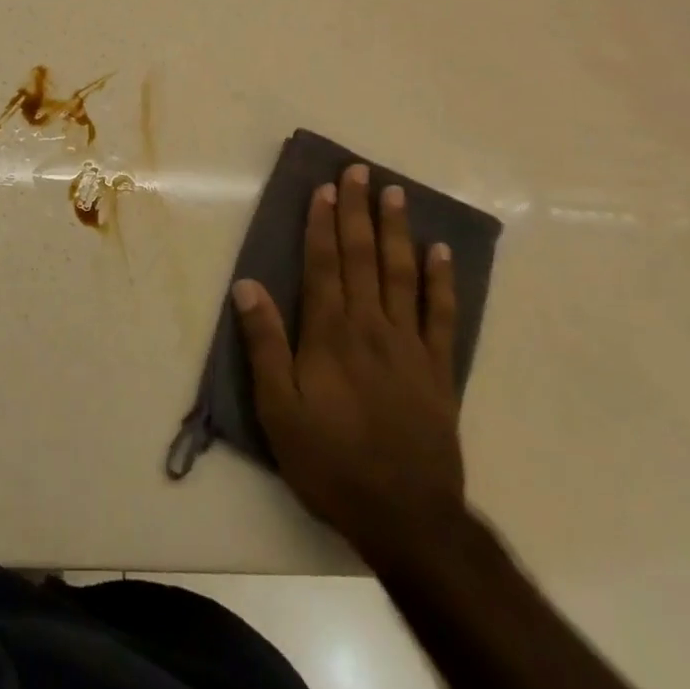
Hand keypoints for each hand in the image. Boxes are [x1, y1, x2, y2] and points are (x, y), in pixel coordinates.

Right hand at [233, 164, 464, 565]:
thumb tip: (247, 285)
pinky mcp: (439, 368)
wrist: (406, 517)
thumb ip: (265, 344)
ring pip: (402, 274)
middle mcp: (371, 327)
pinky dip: (441, 280)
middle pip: (363, 257)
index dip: (322, 223)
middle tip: (359, 171)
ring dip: (397, 230)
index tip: (324, 188)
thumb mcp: (279, 410)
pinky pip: (442, 314)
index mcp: (330, 334)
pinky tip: (440, 252)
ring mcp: (410, 345)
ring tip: (396, 193)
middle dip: (358, 211)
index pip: (324, 265)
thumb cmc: (331, 462)